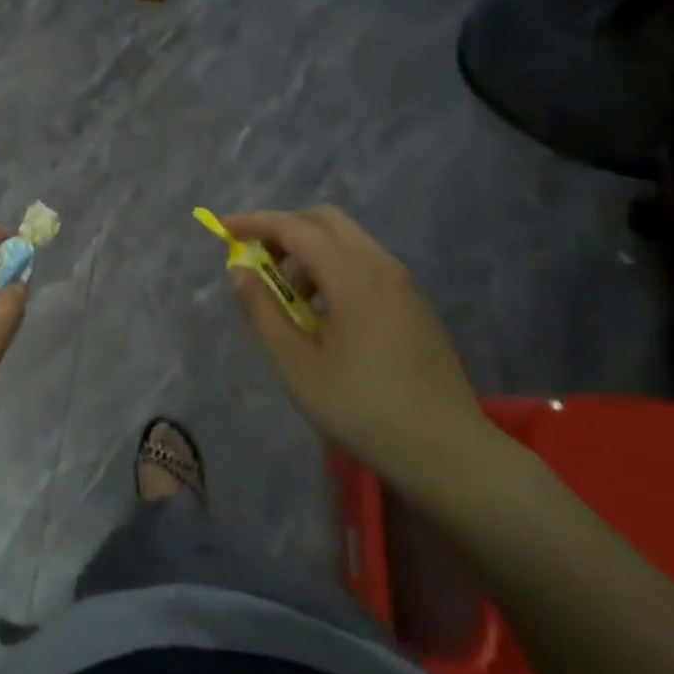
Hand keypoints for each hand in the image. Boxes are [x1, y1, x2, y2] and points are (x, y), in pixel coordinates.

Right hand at [226, 207, 493, 487]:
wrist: (449, 452)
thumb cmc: (362, 408)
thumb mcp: (295, 365)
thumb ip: (262, 311)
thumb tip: (240, 271)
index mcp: (352, 276)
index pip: (294, 228)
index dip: (255, 223)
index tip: (224, 228)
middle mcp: (381, 267)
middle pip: (326, 221)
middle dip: (285, 229)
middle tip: (259, 259)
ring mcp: (404, 285)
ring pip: (349, 242)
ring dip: (311, 251)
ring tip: (291, 298)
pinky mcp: (415, 305)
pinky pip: (367, 265)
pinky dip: (336, 268)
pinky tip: (326, 316)